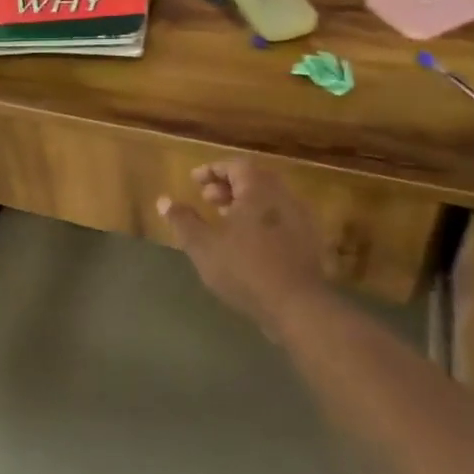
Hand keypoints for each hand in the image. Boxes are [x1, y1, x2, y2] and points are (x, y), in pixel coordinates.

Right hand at [158, 162, 333, 335]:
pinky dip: (262, 221)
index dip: (213, 170)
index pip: (235, 166)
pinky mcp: (310, 243)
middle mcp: (283, 197)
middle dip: (228, 187)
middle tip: (208, 199)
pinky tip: (248, 243)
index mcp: (259, 190)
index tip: (194, 181)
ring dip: (245, 205)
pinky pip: (281, 220)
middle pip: (254, 180)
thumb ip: (183, 220)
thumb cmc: (245, 269)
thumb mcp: (203, 245)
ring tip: (225, 221)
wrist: (299, 307)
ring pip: (269, 201)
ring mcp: (302, 220)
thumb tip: (164, 200)